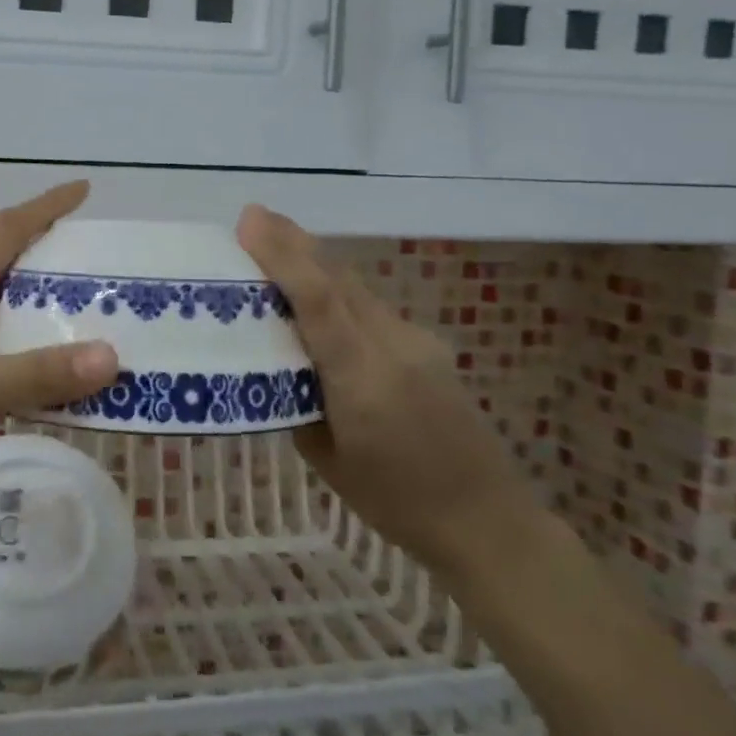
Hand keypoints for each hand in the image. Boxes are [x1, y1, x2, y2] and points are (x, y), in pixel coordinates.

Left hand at [0, 182, 118, 486]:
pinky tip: (11, 377)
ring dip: (26, 307)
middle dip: (47, 261)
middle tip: (95, 278)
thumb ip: (31, 376)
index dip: (46, 206)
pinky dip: (3, 345)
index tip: (83, 189)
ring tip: (68, 330)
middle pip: (0, 266)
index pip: (8, 230)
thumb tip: (111, 357)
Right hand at [236, 204, 535, 573]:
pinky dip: (338, 291)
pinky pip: (371, 307)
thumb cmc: (395, 502)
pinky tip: (320, 299)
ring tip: (277, 244)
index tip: (249, 221)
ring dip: (315, 261)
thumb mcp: (326, 459)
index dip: (282, 254)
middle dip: (294, 242)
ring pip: (356, 287)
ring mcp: (416, 341)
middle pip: (337, 277)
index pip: (317, 299)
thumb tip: (275, 363)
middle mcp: (392, 345)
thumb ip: (296, 401)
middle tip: (253, 217)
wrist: (486, 519)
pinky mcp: (427, 345)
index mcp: (362, 378)